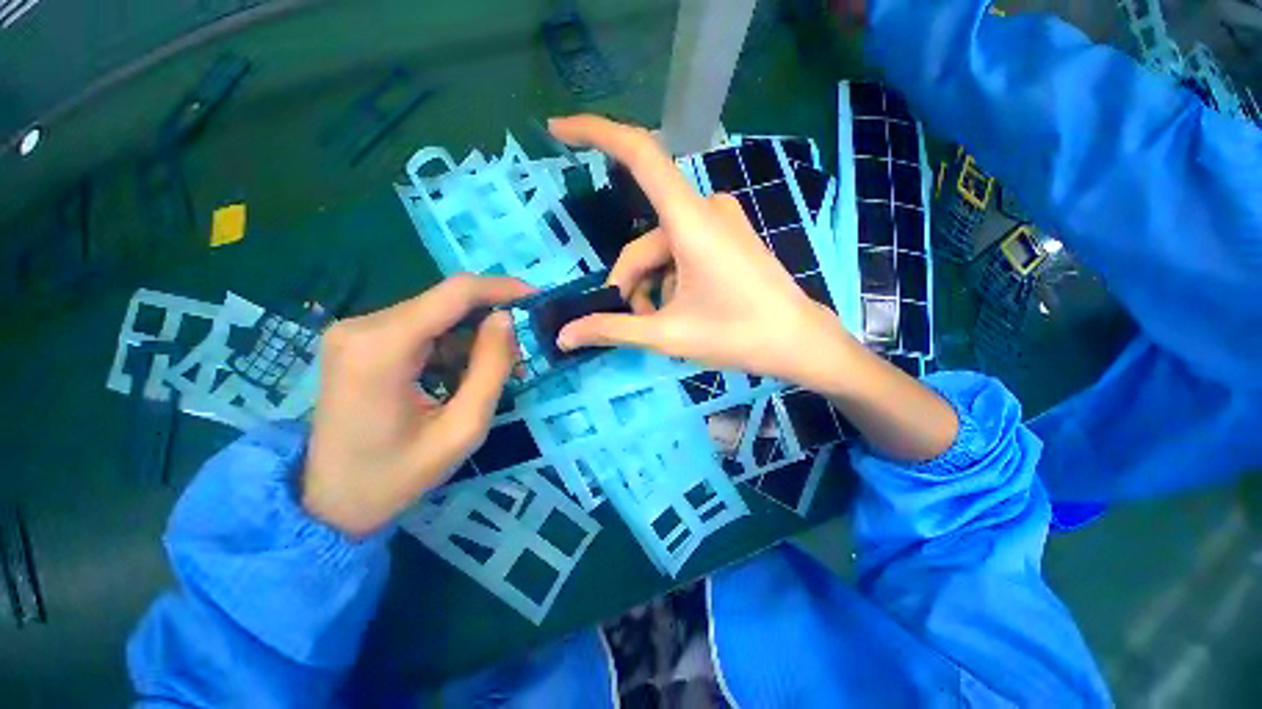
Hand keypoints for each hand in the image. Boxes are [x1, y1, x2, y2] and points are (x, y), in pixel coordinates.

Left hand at [303, 275, 532, 537]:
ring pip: (436, 314)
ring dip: (473, 336)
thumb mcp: (463, 429)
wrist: (328, 503)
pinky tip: (462, 375)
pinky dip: (451, 345)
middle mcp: (363, 326)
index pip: (455, 293)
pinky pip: (420, 328)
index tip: (538, 298)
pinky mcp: (359, 341)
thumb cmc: (398, 475)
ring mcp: (356, 331)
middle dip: (491, 319)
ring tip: (497, 371)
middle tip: (522, 351)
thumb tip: (507, 319)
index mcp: (383, 347)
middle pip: (446, 302)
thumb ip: (491, 369)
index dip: (502, 288)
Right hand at [548, 115, 854, 389]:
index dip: (595, 133)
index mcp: (691, 222)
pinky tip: (679, 310)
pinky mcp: (727, 238)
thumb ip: (613, 330)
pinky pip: (682, 252)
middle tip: (632, 323)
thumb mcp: (668, 334)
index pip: (639, 154)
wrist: (799, 343)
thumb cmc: (738, 335)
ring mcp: (719, 223)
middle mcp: (705, 210)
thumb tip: (566, 335)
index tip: (557, 131)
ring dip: (651, 288)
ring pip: (661, 252)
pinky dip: (670, 281)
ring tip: (660, 325)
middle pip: (643, 242)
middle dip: (630, 285)